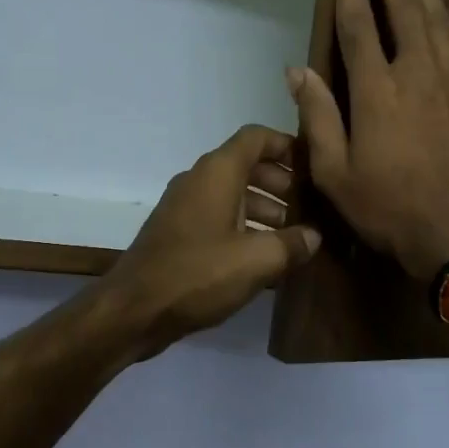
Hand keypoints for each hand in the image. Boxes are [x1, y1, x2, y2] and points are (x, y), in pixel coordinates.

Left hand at [98, 125, 321, 357]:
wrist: (134, 310)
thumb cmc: (198, 274)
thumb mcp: (257, 261)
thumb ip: (292, 244)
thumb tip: (314, 237)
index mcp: (217, 173)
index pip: (256, 138)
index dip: (287, 145)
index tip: (314, 166)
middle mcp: (199, 181)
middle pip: (247, 166)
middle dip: (282, 183)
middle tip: (311, 208)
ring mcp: (185, 208)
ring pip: (233, 195)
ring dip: (265, 209)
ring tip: (295, 237)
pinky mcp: (178, 234)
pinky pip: (219, 218)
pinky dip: (244, 228)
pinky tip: (265, 257)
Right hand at [288, 0, 448, 281]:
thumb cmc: (387, 208)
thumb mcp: (334, 173)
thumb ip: (317, 117)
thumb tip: (297, 71)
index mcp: (377, 89)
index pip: (360, 23)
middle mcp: (418, 71)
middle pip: (406, 5)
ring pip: (438, 18)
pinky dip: (446, 22)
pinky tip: (442, 17)